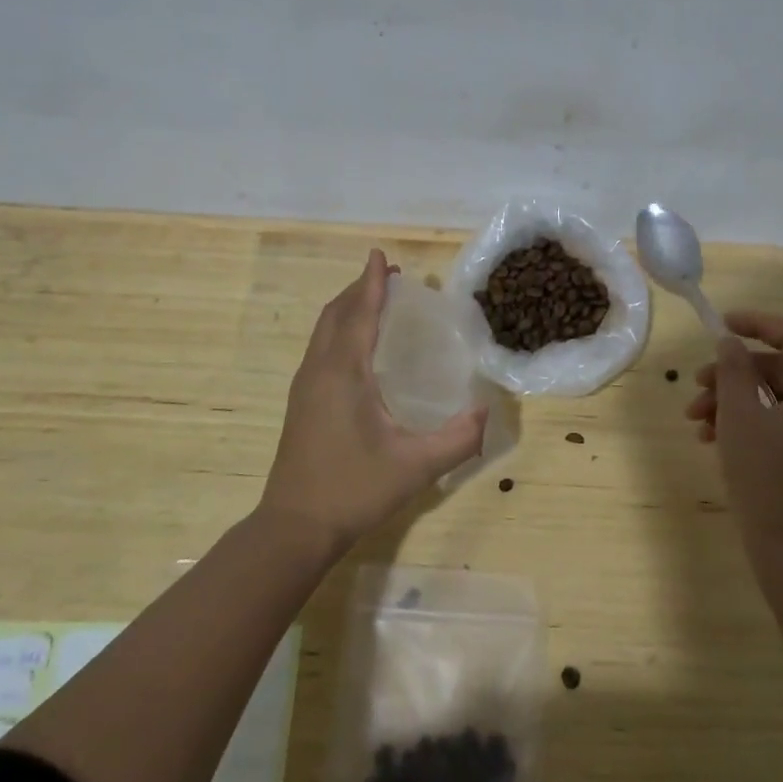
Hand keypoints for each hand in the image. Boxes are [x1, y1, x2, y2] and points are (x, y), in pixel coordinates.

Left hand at [260, 250, 487, 555]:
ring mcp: (305, 386)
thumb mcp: (416, 467)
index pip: (360, 314)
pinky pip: (320, 347)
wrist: (295, 526)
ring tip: (375, 300)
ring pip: (324, 330)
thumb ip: (458, 439)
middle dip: (360, 289)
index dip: (372, 283)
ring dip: (348, 307)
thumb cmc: (354, 490)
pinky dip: (339, 328)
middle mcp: (319, 370)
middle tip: (389, 277)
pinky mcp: (301, 402)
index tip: (380, 254)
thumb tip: (487, 410)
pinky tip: (357, 345)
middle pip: (336, 314)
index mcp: (343, 374)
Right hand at [684, 311, 782, 555]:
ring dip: (733, 399)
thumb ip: (733, 370)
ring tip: (696, 419)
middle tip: (696, 384)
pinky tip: (711, 438)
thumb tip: (730, 342)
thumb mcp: (739, 416)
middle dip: (734, 373)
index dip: (757, 324)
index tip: (722, 325)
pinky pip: (780, 423)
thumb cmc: (765, 476)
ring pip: (775, 398)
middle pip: (780, 369)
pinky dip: (747, 422)